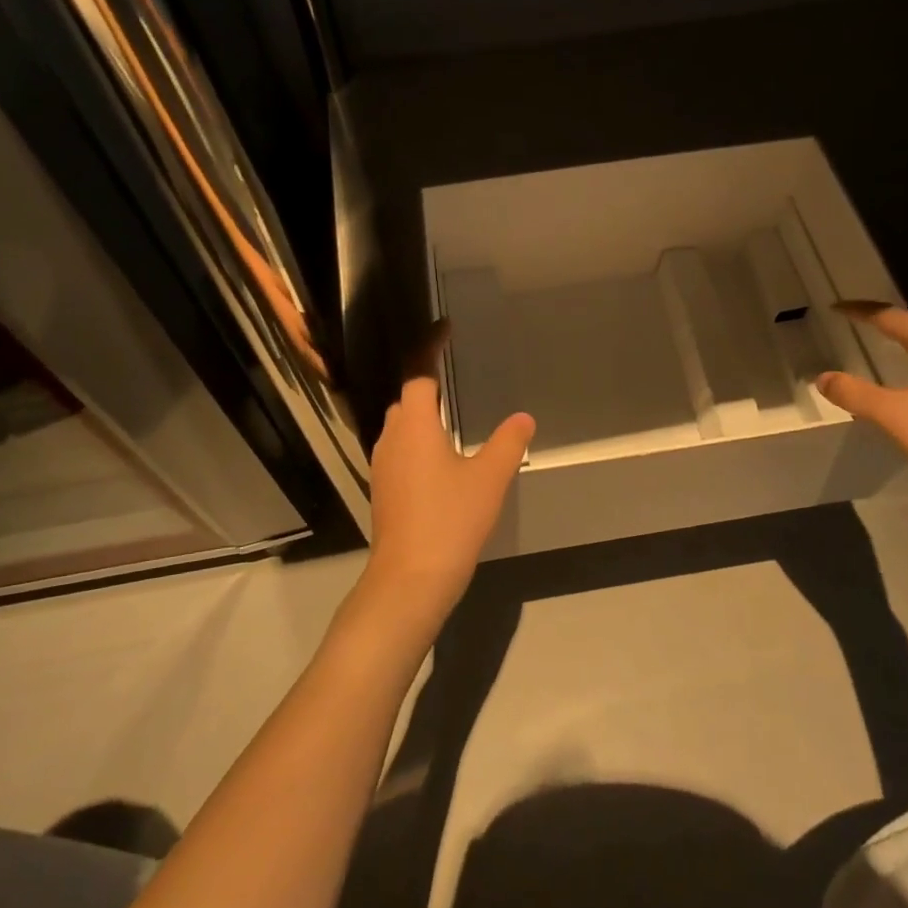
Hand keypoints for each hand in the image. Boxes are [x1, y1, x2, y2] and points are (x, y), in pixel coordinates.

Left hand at [360, 354, 533, 627]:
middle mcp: (391, 437)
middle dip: (426, 380)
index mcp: (414, 425)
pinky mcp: (384, 489)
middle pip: (406, 397)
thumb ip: (508, 442)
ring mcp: (383, 465)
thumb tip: (524, 418)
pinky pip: (400, 448)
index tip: (444, 327)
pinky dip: (417, 438)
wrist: (409, 580)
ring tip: (449, 410)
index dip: (429, 346)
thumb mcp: (489, 478)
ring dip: (421, 412)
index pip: (418, 372)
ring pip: (400, 425)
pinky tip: (438, 455)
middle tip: (451, 369)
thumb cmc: (450, 520)